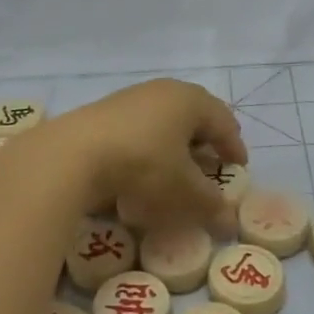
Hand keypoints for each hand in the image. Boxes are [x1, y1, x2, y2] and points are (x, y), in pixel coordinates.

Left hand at [10, 80, 246, 231]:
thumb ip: (211, 205)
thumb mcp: (184, 191)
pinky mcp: (104, 111)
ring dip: (175, 144)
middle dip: (205, 141)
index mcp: (191, 101)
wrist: (74, 153)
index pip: (224, 121)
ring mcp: (131, 98)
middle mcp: (163, 91)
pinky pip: (140, 127)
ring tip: (177, 170)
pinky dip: (150, 146)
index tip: (239, 167)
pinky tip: (142, 170)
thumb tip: (228, 221)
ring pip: (165, 119)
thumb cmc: (143, 165)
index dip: (234, 146)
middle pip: (194, 115)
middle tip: (212, 164)